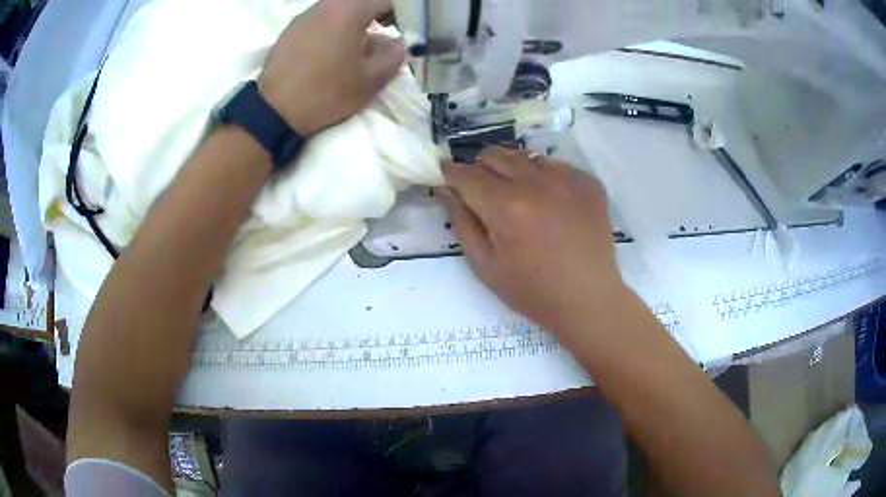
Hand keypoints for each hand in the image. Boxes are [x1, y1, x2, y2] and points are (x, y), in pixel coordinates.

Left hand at [258, 0, 405, 134]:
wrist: (275, 110)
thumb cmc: (327, 91)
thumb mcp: (370, 79)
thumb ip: (393, 56)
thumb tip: (400, 45)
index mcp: (349, 10)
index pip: (385, 0)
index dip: (400, 13)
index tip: (404, 30)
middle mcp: (325, 5)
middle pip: (359, 3)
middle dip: (375, 16)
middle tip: (382, 36)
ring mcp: (304, 16)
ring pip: (338, 10)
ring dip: (352, 23)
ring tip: (355, 47)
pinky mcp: (289, 31)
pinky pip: (319, 20)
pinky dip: (332, 29)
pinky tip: (330, 52)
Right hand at [439, 147, 626, 333]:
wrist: (588, 299)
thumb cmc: (531, 291)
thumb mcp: (484, 265)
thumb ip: (461, 222)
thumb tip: (446, 189)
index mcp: (506, 207)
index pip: (467, 174)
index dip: (451, 172)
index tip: (446, 174)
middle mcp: (536, 183)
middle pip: (495, 155)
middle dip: (479, 167)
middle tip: (481, 188)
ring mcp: (568, 179)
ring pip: (526, 156)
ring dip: (512, 169)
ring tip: (517, 194)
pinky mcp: (589, 182)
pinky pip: (556, 165)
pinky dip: (543, 176)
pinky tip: (549, 201)